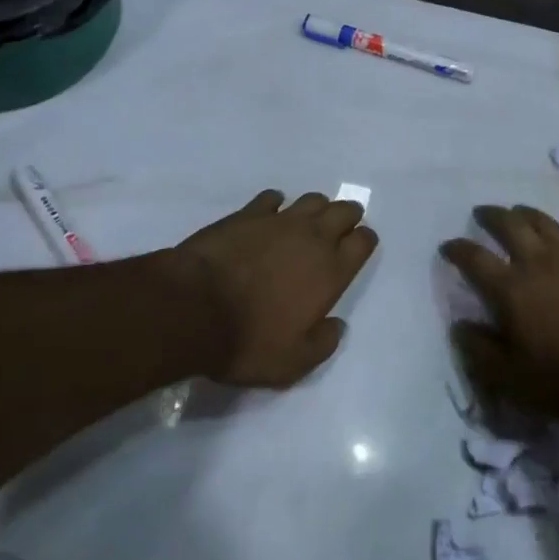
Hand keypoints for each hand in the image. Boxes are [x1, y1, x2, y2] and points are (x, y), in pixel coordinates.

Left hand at [175, 190, 377, 386]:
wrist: (194, 308)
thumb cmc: (248, 340)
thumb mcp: (293, 362)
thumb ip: (323, 343)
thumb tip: (336, 326)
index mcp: (331, 271)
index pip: (363, 241)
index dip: (364, 241)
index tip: (358, 248)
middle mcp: (313, 238)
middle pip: (344, 211)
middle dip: (347, 216)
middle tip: (339, 229)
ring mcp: (280, 221)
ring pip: (312, 199)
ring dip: (316, 208)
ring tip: (307, 222)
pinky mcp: (248, 213)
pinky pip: (272, 197)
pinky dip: (276, 203)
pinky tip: (269, 215)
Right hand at [441, 205, 558, 429]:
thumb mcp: (511, 380)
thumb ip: (480, 352)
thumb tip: (460, 326)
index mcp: (510, 289)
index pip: (474, 258)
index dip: (457, 249)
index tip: (447, 246)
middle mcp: (538, 263)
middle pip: (510, 225)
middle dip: (492, 216)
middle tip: (482, 213)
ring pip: (546, 224)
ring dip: (528, 214)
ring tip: (519, 212)